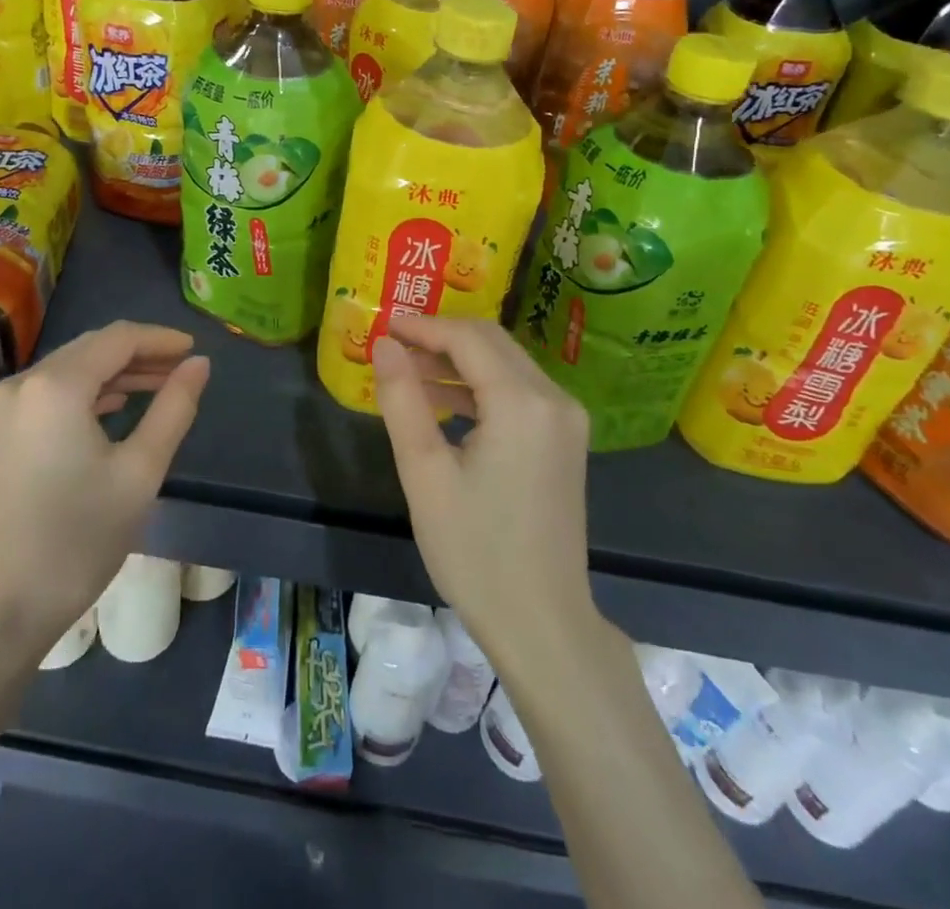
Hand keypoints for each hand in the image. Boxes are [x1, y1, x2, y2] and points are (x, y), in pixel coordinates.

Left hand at [0, 321, 209, 662]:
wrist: (2, 607)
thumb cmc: (79, 538)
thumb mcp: (140, 471)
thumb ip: (174, 408)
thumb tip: (199, 364)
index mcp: (55, 386)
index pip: (118, 339)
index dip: (160, 339)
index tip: (195, 351)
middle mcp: (22, 383)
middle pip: (92, 349)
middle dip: (140, 354)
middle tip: (183, 370)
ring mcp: (3, 407)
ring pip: (71, 369)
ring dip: (115, 373)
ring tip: (160, 387)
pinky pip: (50, 392)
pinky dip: (87, 392)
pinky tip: (116, 407)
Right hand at [372, 316, 595, 672]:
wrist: (542, 624)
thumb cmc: (475, 551)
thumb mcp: (424, 473)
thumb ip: (402, 399)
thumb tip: (384, 345)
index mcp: (522, 403)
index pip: (468, 338)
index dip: (423, 326)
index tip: (383, 324)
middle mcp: (554, 399)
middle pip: (491, 342)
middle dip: (440, 337)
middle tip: (392, 345)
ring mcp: (566, 420)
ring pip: (505, 364)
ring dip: (458, 362)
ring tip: (408, 374)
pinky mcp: (564, 440)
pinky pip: (518, 392)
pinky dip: (479, 387)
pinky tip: (442, 403)